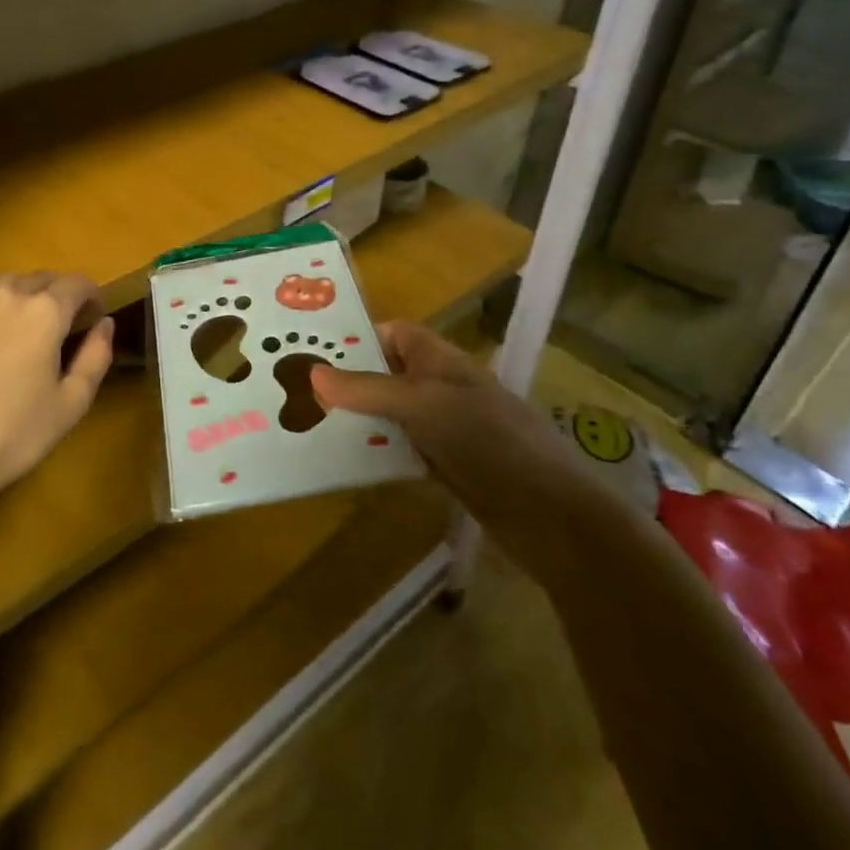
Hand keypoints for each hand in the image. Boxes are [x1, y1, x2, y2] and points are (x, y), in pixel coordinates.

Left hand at [0, 271, 114, 510]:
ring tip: (16, 334)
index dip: (91, 296)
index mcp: (45, 312)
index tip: (92, 317)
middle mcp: (5, 295)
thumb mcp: (72, 402)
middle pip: (40, 279)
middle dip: (55, 295)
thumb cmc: (15, 434)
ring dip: (18, 301)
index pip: (78, 283)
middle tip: (57, 327)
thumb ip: (97, 355)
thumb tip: (104, 322)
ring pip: (2, 288)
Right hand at [310, 321, 606, 562]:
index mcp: (440, 360)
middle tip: (298, 392)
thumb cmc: (488, 440)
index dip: (358, 337)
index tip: (314, 352)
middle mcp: (441, 388)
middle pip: (388, 374)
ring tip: (309, 426)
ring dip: (360, 421)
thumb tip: (312, 371)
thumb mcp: (422, 405)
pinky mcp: (449, 467)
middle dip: (349, 382)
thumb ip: (368, 389)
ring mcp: (446, 429)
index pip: (394, 333)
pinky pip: (403, 451)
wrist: (551, 515)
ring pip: (392, 415)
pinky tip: (347, 464)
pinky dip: (378, 454)